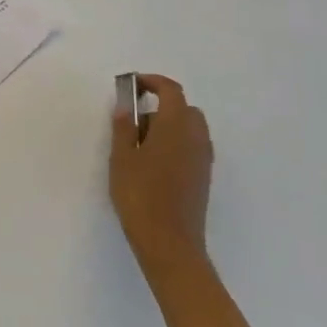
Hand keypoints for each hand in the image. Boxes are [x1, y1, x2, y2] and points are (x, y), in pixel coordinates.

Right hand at [110, 74, 213, 276]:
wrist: (170, 244)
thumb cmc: (140, 195)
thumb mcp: (122, 158)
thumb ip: (124, 127)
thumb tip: (126, 105)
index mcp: (176, 126)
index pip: (171, 90)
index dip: (152, 82)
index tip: (132, 86)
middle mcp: (196, 137)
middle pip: (184, 108)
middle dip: (162, 105)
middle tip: (135, 120)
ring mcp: (203, 159)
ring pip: (191, 128)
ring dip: (170, 125)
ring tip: (142, 145)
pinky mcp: (204, 177)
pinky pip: (193, 146)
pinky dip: (177, 143)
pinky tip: (156, 164)